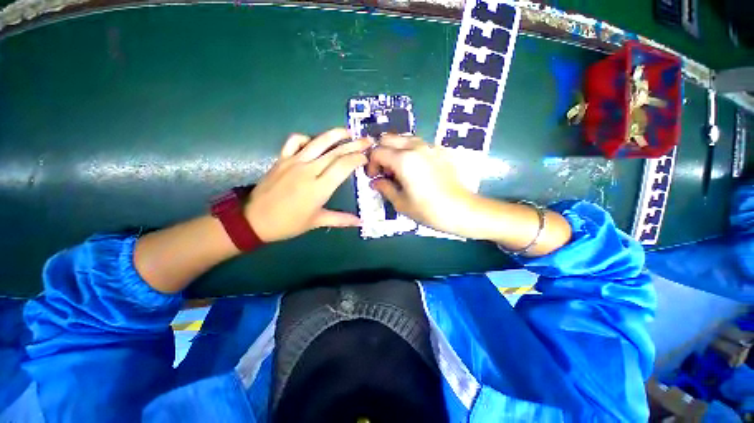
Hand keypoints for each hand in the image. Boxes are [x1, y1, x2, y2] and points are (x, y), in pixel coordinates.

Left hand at [245, 128, 371, 242]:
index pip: (343, 166)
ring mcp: (294, 162)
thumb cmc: (288, 223)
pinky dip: (307, 138)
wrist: (254, 220)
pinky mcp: (282, 159)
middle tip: (367, 140)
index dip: (357, 158)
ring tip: (348, 131)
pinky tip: (314, 142)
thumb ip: (340, 219)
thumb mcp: (316, 222)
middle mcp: (308, 170)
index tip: (366, 157)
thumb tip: (360, 222)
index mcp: (319, 187)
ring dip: (335, 134)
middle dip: (354, 144)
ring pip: (318, 142)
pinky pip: (295, 141)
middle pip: (335, 152)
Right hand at [366, 135, 475, 234]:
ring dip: (396, 150)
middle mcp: (416, 147)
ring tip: (399, 170)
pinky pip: (419, 144)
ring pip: (404, 139)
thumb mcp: (401, 202)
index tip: (374, 177)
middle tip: (384, 171)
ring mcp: (430, 147)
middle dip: (381, 152)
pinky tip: (416, 169)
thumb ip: (384, 188)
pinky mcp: (441, 151)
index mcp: (403, 159)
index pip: (377, 152)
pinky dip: (410, 152)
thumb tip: (376, 182)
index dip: (371, 164)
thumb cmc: (428, 209)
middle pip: (389, 138)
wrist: (461, 209)